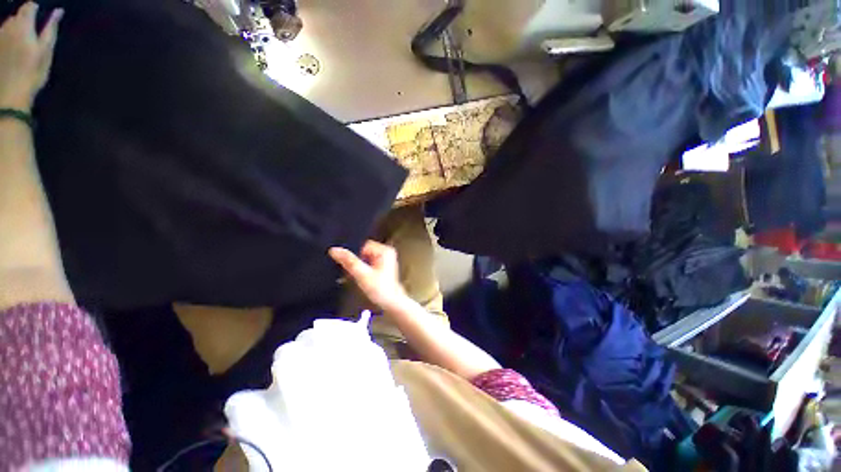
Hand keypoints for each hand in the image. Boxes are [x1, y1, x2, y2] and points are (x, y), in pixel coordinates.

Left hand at [0, 2, 62, 110]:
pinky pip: (1, 38)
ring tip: (21, 41)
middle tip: (31, 31)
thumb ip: (50, 30)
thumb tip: (58, 11)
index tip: (40, 13)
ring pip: (7, 26)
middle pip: (16, 16)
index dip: (34, 8)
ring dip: (14, 29)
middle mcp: (8, 27)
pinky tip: (11, 51)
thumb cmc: (32, 74)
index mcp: (23, 26)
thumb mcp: (45, 52)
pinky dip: (7, 39)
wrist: (10, 95)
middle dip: (23, 20)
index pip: (29, 7)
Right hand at [329, 241, 409, 312]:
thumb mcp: (362, 274)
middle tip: (351, 272)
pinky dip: (361, 270)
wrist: (392, 303)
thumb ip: (349, 261)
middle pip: (362, 251)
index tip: (347, 263)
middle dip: (355, 261)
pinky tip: (359, 278)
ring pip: (363, 258)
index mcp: (385, 250)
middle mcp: (386, 252)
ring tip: (355, 276)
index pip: (362, 245)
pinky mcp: (382, 267)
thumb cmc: (382, 290)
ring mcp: (384, 260)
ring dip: (357, 267)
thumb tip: (335, 250)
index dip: (353, 254)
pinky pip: (367, 264)